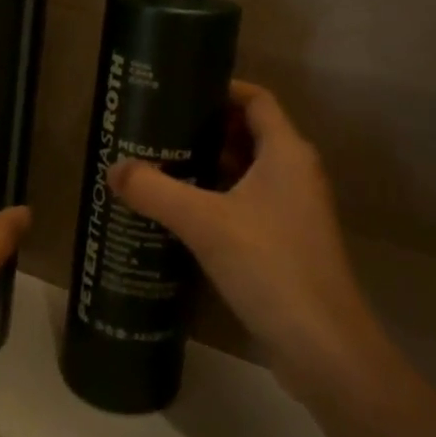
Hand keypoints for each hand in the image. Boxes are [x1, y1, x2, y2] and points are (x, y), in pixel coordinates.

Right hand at [108, 81, 379, 393]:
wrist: (321, 347)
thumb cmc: (270, 266)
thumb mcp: (204, 222)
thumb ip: (155, 190)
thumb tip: (113, 168)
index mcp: (286, 153)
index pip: (256, 100)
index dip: (220, 89)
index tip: (177, 91)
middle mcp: (294, 173)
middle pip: (248, 133)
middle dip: (203, 129)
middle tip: (155, 129)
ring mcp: (292, 211)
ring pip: (245, 172)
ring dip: (206, 166)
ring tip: (158, 164)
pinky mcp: (284, 243)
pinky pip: (245, 204)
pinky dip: (215, 199)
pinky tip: (179, 212)